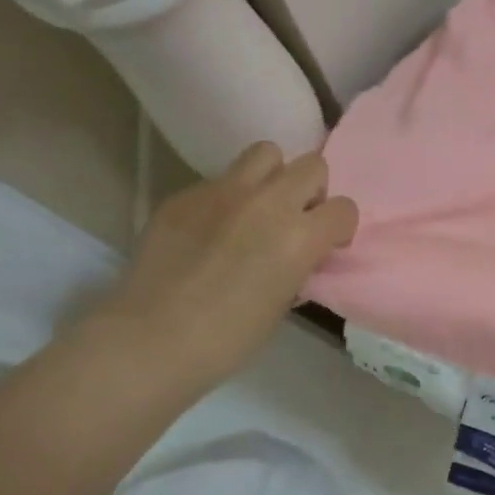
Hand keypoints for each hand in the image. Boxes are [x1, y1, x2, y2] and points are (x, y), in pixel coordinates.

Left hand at [83, 144, 357, 399]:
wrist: (150, 340)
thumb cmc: (228, 338)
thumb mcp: (283, 303)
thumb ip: (299, 265)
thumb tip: (299, 255)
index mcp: (300, 237)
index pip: (344, 208)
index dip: (339, 227)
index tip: (325, 246)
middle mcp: (268, 203)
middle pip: (312, 166)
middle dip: (311, 191)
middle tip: (294, 219)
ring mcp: (223, 192)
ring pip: (265, 153)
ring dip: (272, 177)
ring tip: (257, 208)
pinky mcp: (185, 195)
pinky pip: (219, 181)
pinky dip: (225, 199)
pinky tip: (208, 231)